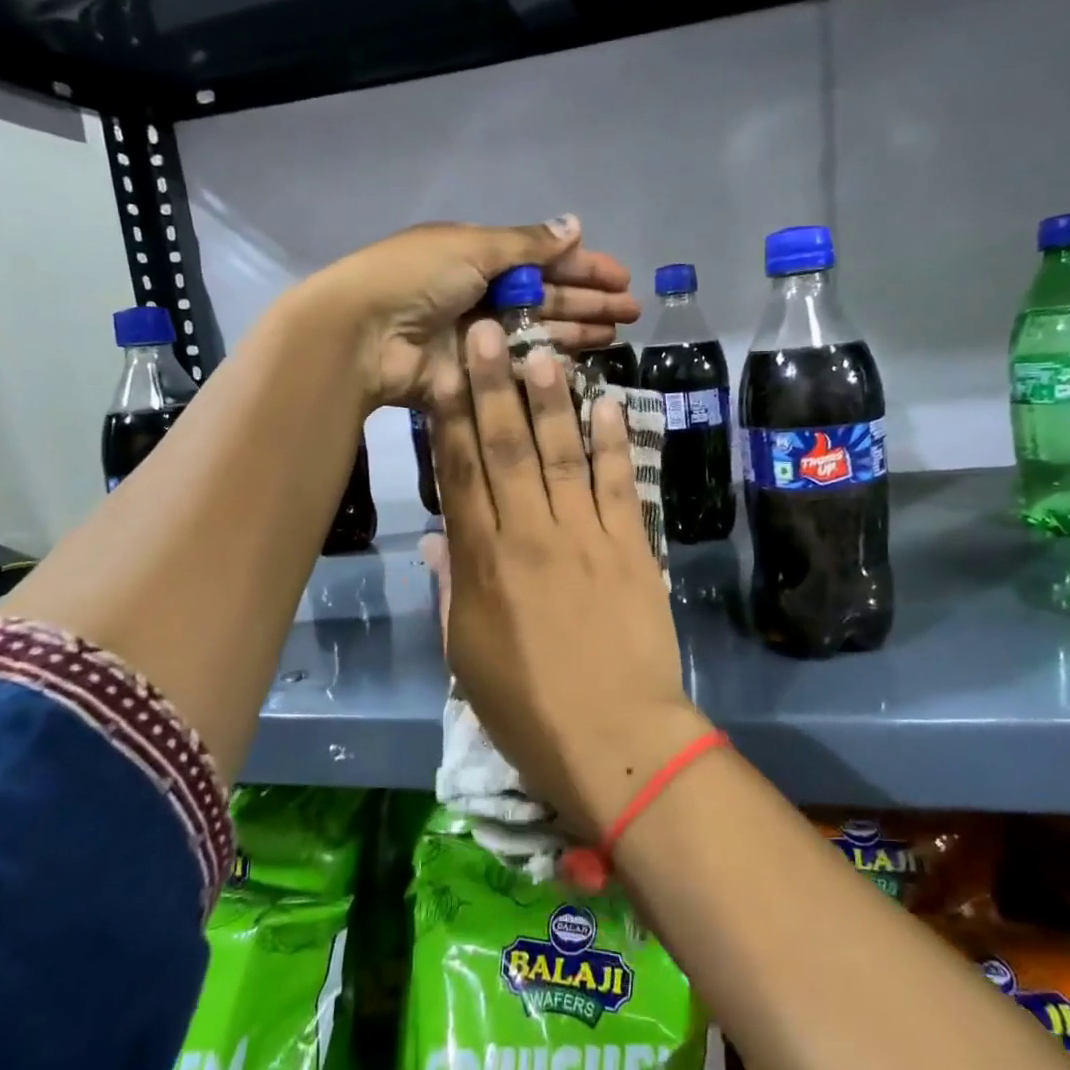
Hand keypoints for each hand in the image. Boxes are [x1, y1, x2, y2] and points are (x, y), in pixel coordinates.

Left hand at [308, 216, 639, 406]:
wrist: (363, 334)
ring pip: (538, 331)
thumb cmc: (416, 278)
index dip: (583, 266)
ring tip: (618, 334)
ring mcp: (479, 336)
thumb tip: (575, 224)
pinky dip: (549, 362)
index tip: (622, 278)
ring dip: (577, 330)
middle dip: (589, 301)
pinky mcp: (474, 372)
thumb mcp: (473, 248)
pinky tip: (583, 361)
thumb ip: (527, 244)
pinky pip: (519, 365)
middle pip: (546, 296)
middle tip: (633, 312)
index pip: (542, 259)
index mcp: (479, 255)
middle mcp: (481, 293)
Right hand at [427, 319, 710, 835]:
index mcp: (482, 564)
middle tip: (485, 331)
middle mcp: (529, 535)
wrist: (615, 739)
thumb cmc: (527, 708)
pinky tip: (609, 403)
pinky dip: (615, 442)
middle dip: (492, 386)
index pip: (459, 475)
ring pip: (562, 454)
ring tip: (542, 350)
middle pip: (507, 448)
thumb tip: (437, 538)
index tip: (441, 371)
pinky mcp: (631, 547)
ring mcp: (585, 536)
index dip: (447, 419)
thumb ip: (451, 590)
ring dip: (552, 399)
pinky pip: (620, 484)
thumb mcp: (466, 656)